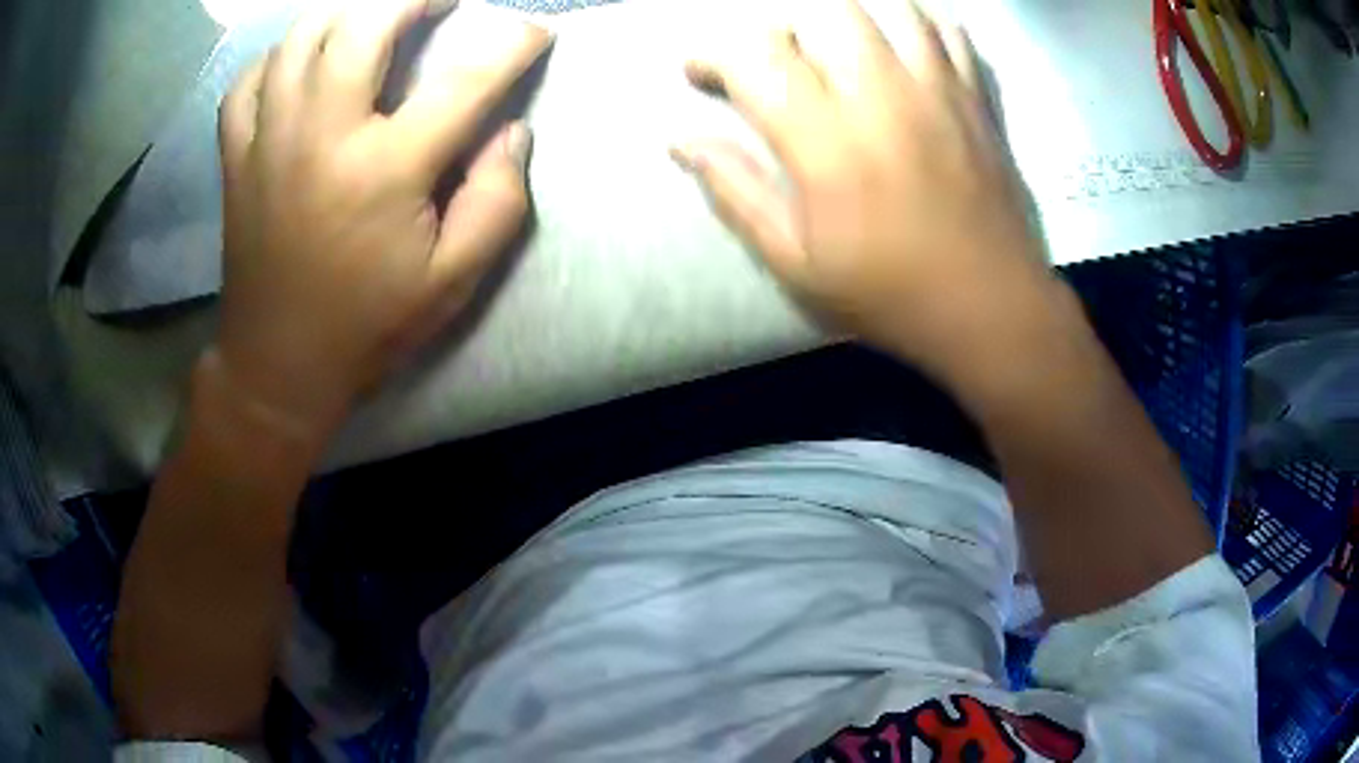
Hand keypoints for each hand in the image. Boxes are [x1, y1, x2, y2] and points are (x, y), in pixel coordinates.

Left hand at [213, 0, 551, 439]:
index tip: (534, 33)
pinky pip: (248, 82)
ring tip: (373, 17)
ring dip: (345, 12)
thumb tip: (511, 132)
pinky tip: (299, 63)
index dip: (511, 45)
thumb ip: (497, 203)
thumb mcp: (451, 282)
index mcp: (384, 169)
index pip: (464, 80)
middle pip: (366, 23)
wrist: (277, 366)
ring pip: (302, 37)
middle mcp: (322, 134)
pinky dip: (277, 58)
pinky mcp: (236, 157)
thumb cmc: (367, 326)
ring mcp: (269, 140)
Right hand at [674, 0, 1052, 371]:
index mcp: (827, 141)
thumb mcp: (795, 264)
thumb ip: (736, 193)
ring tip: (838, 48)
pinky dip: (918, 25)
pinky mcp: (976, 98)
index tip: (702, 74)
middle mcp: (882, 97)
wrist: (990, 309)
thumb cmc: (888, 295)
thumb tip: (680, 141)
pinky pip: (948, 31)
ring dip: (849, 17)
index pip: (755, 56)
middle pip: (821, 12)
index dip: (714, 55)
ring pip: (889, 7)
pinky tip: (903, 50)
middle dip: (783, 30)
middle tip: (778, 64)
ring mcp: (938, 90)